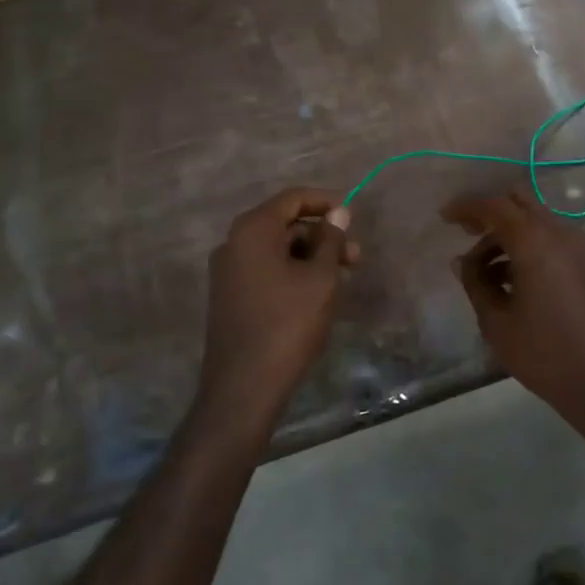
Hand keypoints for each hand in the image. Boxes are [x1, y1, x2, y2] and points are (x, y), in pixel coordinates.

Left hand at [201, 188, 356, 422]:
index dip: (326, 202)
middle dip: (322, 236)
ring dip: (311, 256)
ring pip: (277, 250)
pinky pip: (266, 270)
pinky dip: (293, 272)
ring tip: (342, 279)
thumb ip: (330, 240)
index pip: (293, 198)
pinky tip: (317, 293)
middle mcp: (234, 243)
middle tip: (355, 257)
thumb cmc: (288, 324)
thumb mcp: (320, 279)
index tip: (353, 217)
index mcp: (252, 230)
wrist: (243, 387)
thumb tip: (338, 212)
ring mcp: (228, 272)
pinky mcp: (230, 296)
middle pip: (285, 224)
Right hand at [443, 188, 584, 420]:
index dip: (467, 207)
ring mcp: (580, 249)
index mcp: (535, 241)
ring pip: (537, 221)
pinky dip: (528, 246)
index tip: (444, 217)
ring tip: (483, 272)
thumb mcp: (497, 322)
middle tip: (465, 233)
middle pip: (520, 202)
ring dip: (508, 233)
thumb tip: (462, 262)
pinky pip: (551, 240)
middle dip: (490, 212)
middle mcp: (560, 234)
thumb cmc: (545, 354)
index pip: (495, 206)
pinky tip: (510, 280)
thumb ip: (476, 284)